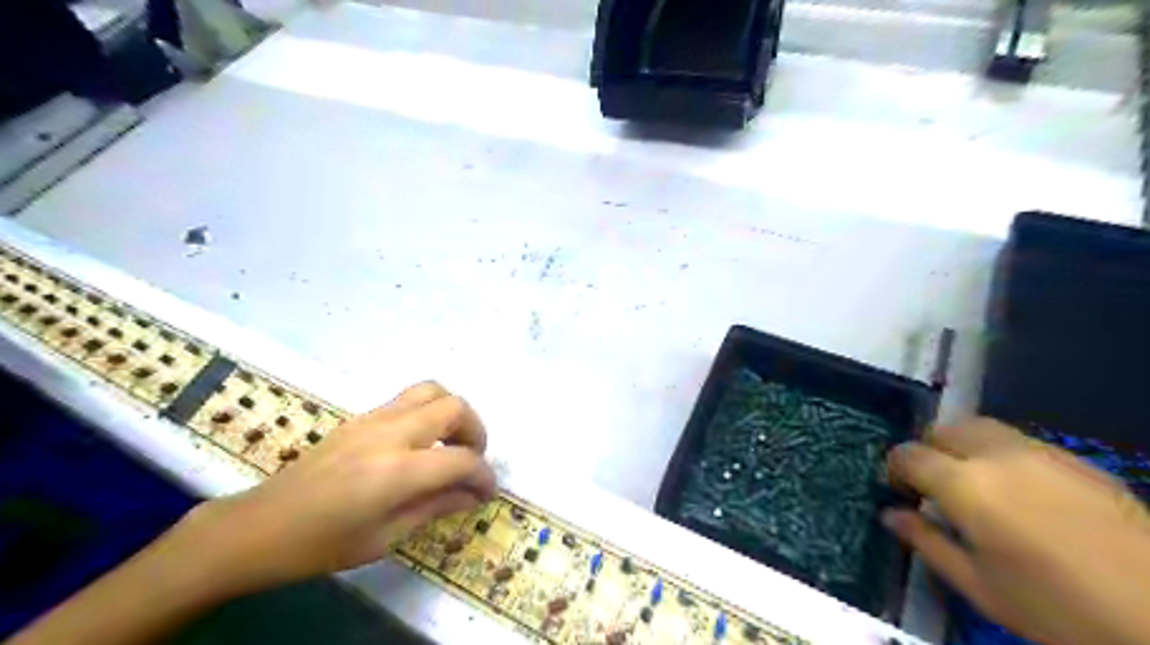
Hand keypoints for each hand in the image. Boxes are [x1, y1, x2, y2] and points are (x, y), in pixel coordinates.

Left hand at [186, 381, 495, 597]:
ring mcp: (373, 418)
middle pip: (453, 407)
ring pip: (432, 390)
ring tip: (450, 442)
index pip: (460, 460)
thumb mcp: (384, 538)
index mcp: (396, 471)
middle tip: (472, 458)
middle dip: (475, 431)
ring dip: (452, 413)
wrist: (260, 526)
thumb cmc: (321, 544)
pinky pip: (408, 399)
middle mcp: (390, 433)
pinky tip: (420, 443)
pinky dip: (428, 413)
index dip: (483, 475)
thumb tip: (472, 494)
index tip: (487, 491)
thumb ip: (435, 507)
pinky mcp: (361, 416)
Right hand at [883, 419, 1149, 644]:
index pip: (908, 455)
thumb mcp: (979, 586)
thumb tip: (890, 515)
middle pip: (943, 429)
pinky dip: (999, 453)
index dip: (894, 469)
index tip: (899, 492)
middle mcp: (997, 455)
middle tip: (932, 486)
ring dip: (962, 447)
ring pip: (981, 427)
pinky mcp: (1076, 459)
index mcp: (965, 485)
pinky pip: (1019, 441)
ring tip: (972, 483)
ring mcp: (1041, 452)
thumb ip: (926, 542)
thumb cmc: (1058, 609)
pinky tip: (1018, 491)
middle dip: (927, 451)